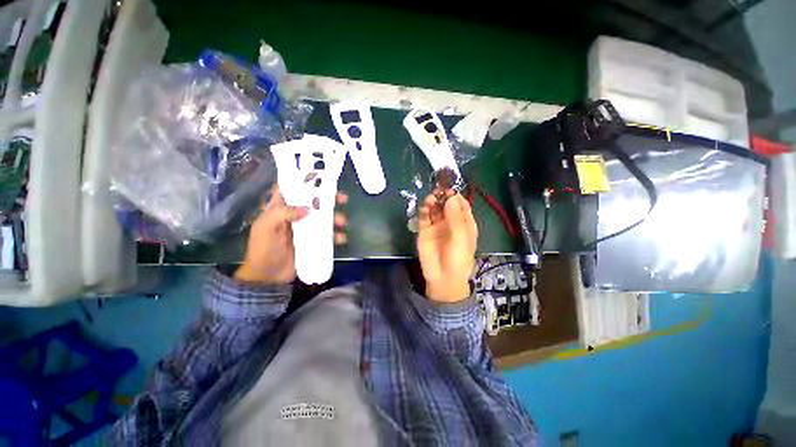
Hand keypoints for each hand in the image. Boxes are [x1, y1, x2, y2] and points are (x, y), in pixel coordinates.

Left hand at [234, 185, 348, 284]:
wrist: (268, 276)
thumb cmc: (264, 249)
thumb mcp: (266, 228)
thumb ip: (283, 214)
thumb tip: (307, 208)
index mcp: (281, 208)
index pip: (292, 188)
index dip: (304, 179)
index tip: (321, 175)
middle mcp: (295, 215)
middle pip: (314, 201)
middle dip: (329, 198)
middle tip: (342, 198)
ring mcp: (306, 228)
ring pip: (324, 217)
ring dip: (335, 217)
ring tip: (342, 222)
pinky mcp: (314, 241)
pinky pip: (328, 235)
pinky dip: (336, 235)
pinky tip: (341, 238)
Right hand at [417, 189, 477, 302]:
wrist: (443, 278)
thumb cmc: (458, 258)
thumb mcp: (461, 237)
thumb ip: (456, 217)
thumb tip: (451, 196)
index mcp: (465, 223)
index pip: (462, 205)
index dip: (456, 196)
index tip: (450, 190)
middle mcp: (451, 222)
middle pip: (447, 204)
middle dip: (444, 196)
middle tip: (439, 192)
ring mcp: (437, 225)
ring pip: (435, 208)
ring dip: (434, 201)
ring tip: (432, 198)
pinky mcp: (425, 230)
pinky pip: (424, 216)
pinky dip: (425, 209)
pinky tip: (426, 205)